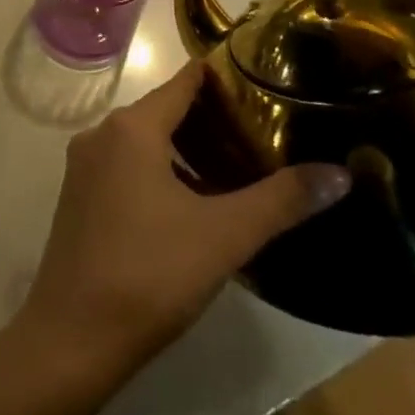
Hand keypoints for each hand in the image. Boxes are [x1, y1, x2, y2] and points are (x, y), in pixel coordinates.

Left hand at [19, 62, 349, 376]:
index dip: (222, 77)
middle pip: (163, 110)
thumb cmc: (150, 273)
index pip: (183, 82)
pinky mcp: (78, 198)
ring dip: (185, 148)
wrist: (73, 337)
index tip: (262, 79)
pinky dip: (160, 171)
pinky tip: (193, 202)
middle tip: (262, 131)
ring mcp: (84, 167)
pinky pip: (126, 167)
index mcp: (131, 128)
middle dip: (210, 117)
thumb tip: (341, 173)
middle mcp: (101, 135)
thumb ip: (282, 200)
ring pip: (144, 142)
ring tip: (236, 166)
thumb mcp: (225, 236)